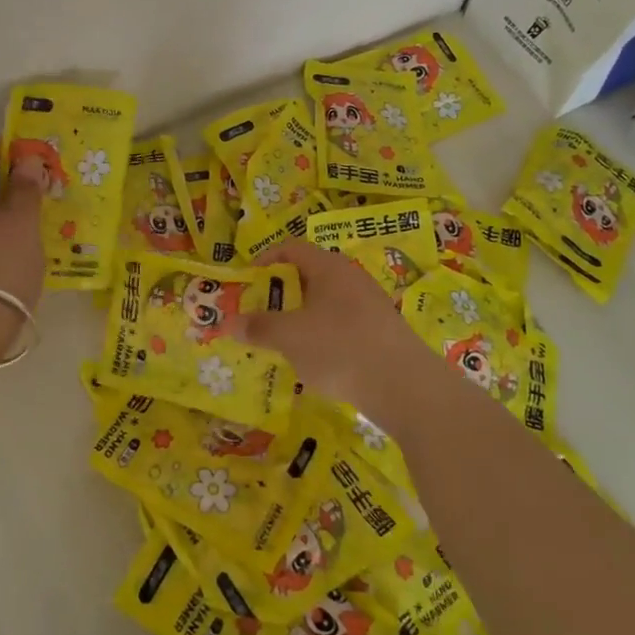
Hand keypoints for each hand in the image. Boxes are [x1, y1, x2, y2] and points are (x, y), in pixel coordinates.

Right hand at [232, 239, 433, 419]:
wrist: (405, 386)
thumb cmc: (340, 348)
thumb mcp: (290, 337)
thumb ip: (258, 327)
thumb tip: (228, 323)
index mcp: (328, 267)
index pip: (291, 248)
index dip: (264, 260)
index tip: (246, 283)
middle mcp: (350, 278)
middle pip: (307, 275)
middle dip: (280, 294)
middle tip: (259, 316)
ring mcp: (369, 305)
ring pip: (324, 303)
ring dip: (300, 318)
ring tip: (283, 343)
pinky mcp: (380, 332)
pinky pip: (341, 324)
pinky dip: (322, 336)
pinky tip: (315, 363)